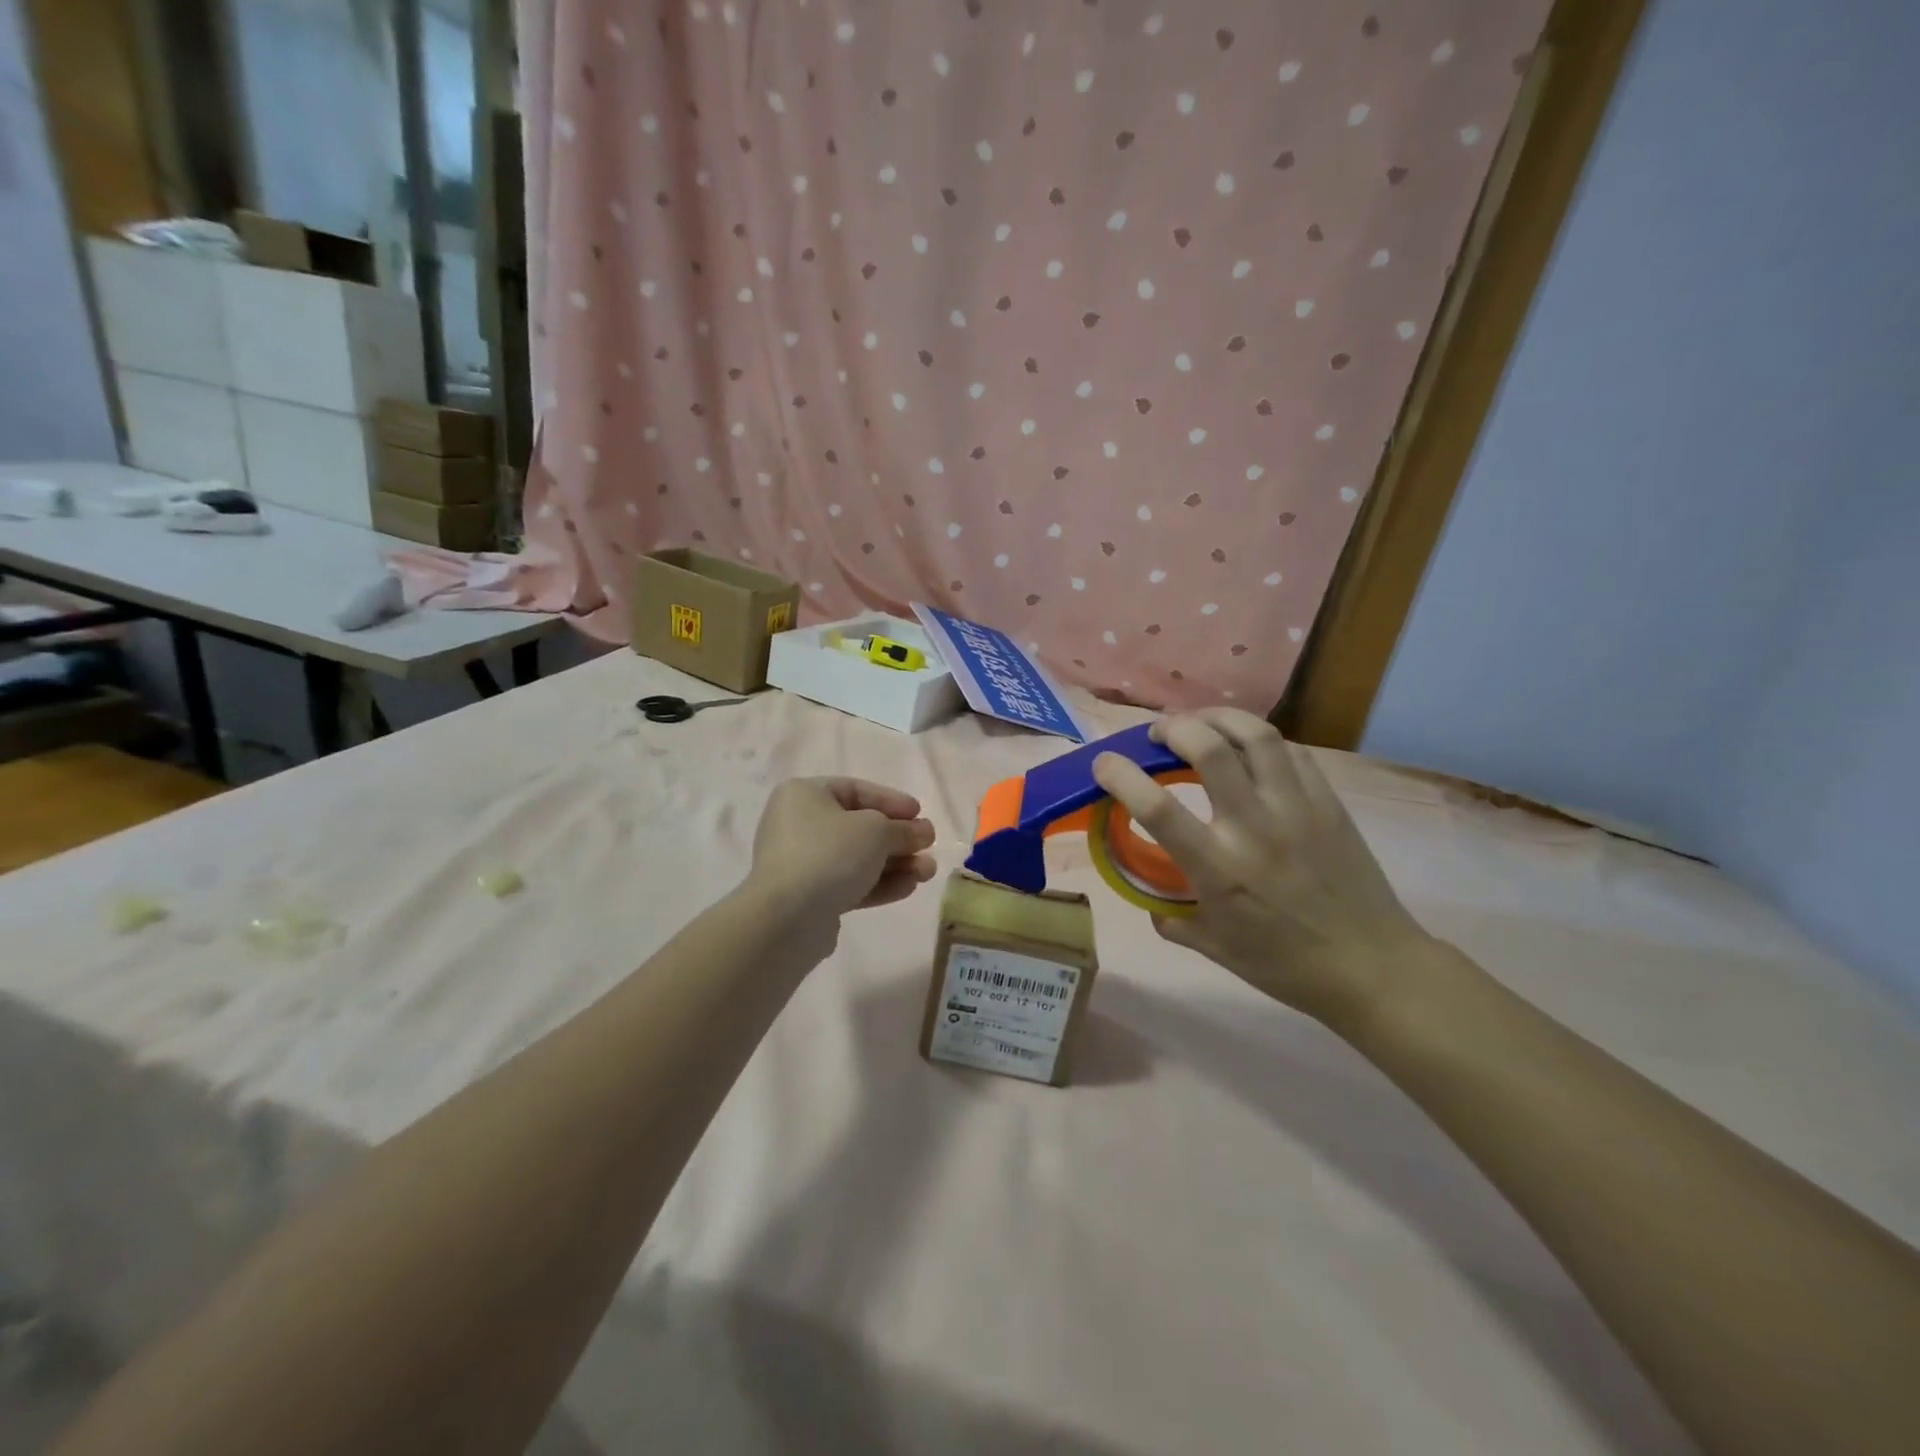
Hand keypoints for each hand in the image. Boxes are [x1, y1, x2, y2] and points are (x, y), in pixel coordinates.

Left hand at [749, 777, 937, 918]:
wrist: (788, 918)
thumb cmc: (830, 854)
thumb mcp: (876, 831)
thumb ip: (903, 829)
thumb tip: (923, 832)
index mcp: (804, 794)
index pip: (856, 790)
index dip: (891, 801)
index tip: (920, 814)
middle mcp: (798, 824)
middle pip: (859, 827)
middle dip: (898, 838)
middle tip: (928, 846)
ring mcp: (801, 862)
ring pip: (857, 858)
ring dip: (895, 864)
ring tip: (928, 872)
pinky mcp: (808, 896)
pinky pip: (848, 882)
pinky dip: (878, 883)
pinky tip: (908, 888)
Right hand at [1091, 709, 1431, 1028]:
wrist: (1372, 968)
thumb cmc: (1286, 965)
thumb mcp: (1216, 950)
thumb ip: (1174, 921)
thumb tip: (1152, 904)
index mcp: (1217, 869)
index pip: (1156, 808)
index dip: (1120, 775)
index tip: (1104, 764)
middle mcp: (1253, 828)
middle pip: (1209, 748)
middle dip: (1173, 727)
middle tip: (1158, 735)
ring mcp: (1296, 808)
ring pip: (1255, 735)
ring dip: (1218, 717)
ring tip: (1201, 723)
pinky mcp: (1328, 802)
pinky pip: (1291, 751)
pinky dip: (1260, 740)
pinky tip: (1250, 749)